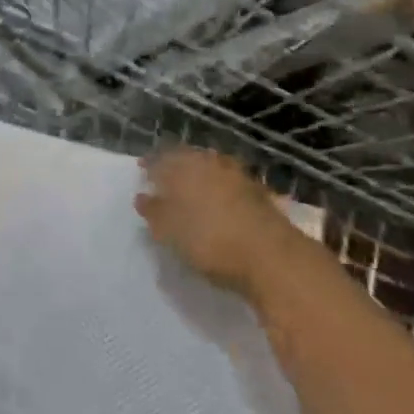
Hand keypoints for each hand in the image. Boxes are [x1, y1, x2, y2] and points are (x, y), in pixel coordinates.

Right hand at [136, 148, 284, 289]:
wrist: (272, 256)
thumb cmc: (209, 240)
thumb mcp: (169, 231)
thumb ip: (153, 211)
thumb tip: (142, 196)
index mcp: (183, 166)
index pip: (160, 157)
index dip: (150, 164)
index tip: (142, 172)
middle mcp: (209, 162)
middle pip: (187, 158)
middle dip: (175, 167)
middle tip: (166, 181)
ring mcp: (237, 175)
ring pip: (211, 168)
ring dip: (200, 177)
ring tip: (192, 193)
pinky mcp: (259, 192)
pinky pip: (231, 183)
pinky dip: (221, 190)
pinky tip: (219, 204)